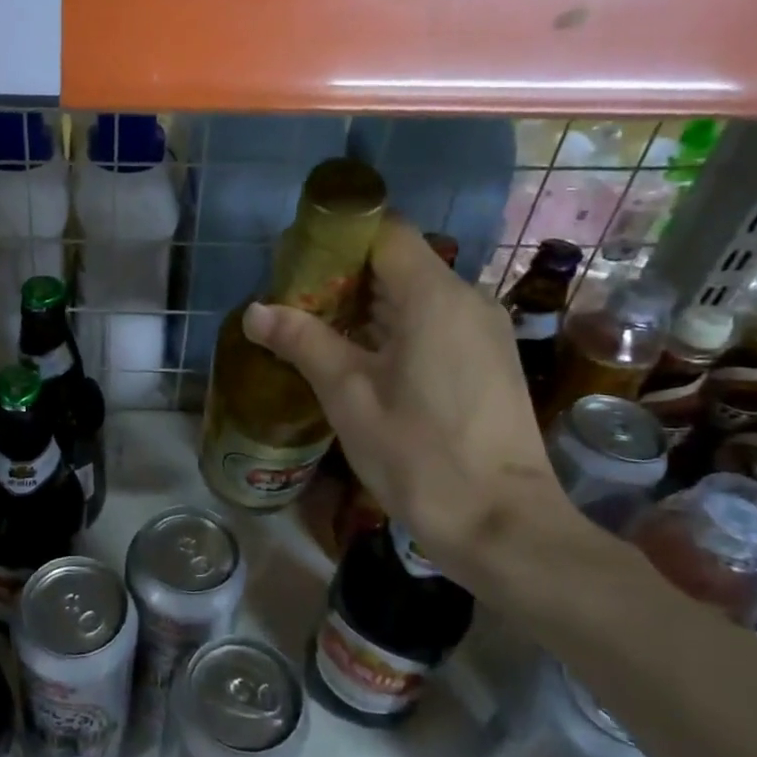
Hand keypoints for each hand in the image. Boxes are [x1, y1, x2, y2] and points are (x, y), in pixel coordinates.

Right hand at [242, 221, 573, 577]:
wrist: (501, 524)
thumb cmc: (418, 454)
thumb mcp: (348, 395)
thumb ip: (303, 342)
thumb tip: (254, 311)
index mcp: (434, 296)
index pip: (385, 231)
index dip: (339, 238)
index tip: (297, 264)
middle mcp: (467, 299)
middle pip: (400, 262)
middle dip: (345, 277)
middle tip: (295, 305)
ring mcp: (484, 331)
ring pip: (417, 295)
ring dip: (368, 307)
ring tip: (319, 335)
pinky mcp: (489, 360)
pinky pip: (436, 323)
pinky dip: (396, 329)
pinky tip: (364, 363)